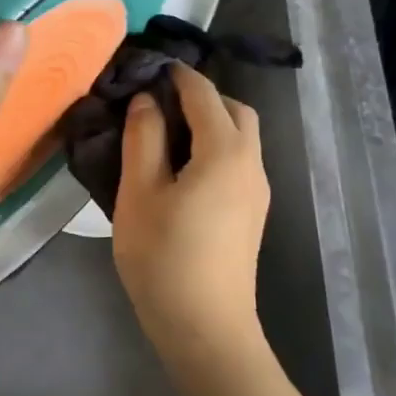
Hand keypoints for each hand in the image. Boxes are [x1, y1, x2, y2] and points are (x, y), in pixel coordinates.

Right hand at [112, 63, 270, 353]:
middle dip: (199, 97)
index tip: (146, 67)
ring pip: (240, 137)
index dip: (176, 76)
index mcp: (225, 151)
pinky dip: (214, 148)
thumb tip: (146, 100)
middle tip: (156, 105)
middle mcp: (251, 163)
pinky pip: (237, 161)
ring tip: (163, 135)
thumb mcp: (139, 192)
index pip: (203, 94)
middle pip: (234, 111)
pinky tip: (181, 169)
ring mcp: (256, 191)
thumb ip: (143, 137)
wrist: (205, 328)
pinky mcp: (252, 213)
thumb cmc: (164, 256)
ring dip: (209, 123)